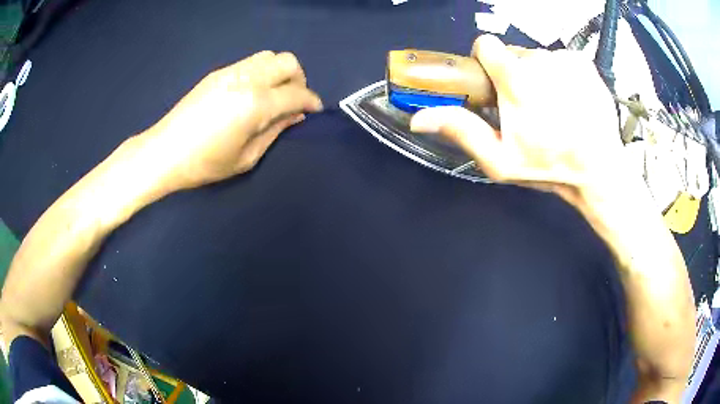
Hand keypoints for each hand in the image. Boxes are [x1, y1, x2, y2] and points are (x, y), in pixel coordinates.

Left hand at [141, 51, 322, 189]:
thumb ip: (275, 131)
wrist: (165, 152)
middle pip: (288, 62)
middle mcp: (247, 79)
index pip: (296, 92)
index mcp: (256, 104)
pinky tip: (253, 91)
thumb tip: (295, 115)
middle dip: (299, 79)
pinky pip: (250, 62)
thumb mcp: (246, 157)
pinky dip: (262, 71)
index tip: (315, 110)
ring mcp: (231, 72)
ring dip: (280, 71)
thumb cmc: (205, 163)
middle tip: (294, 100)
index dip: (311, 100)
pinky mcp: (218, 72)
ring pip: (269, 56)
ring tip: (274, 93)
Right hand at [410, 35, 622, 205]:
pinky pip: (561, 59)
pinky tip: (571, 100)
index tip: (497, 84)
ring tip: (554, 107)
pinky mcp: (584, 63)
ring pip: (538, 56)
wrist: (598, 171)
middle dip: (515, 73)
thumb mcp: (500, 160)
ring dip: (540, 76)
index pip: (487, 44)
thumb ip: (461, 131)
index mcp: (517, 80)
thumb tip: (419, 118)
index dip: (487, 62)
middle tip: (529, 107)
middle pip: (514, 53)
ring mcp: (566, 60)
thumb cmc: (549, 167)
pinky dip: (562, 75)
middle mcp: (542, 62)